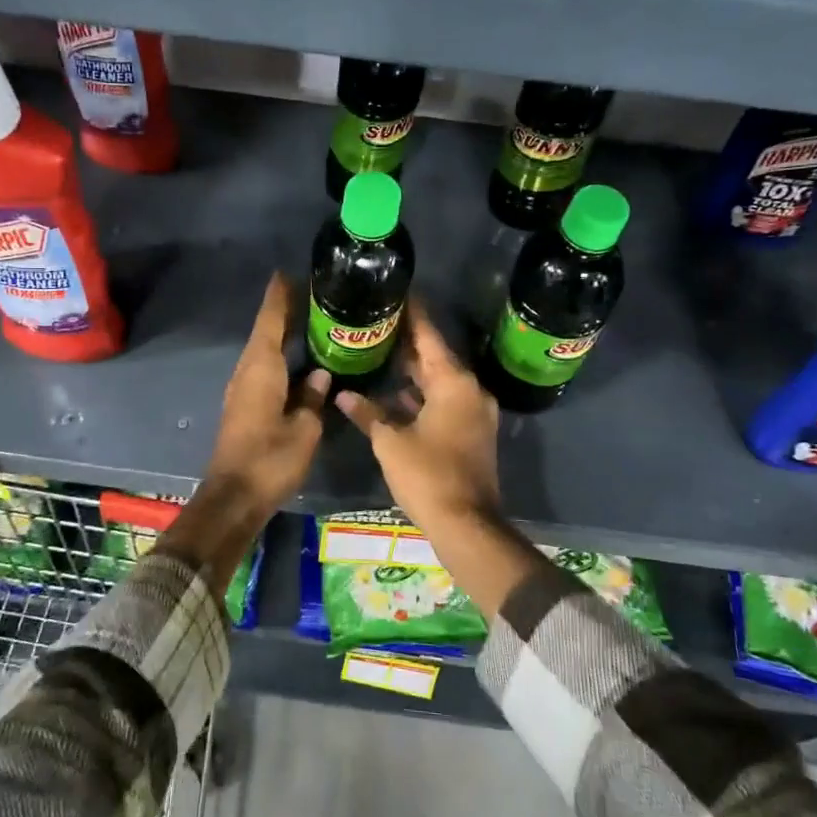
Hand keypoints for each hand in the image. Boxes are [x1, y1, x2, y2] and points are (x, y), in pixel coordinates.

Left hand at [203, 273, 329, 516]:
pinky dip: (279, 356)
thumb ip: (314, 398)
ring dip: (281, 334)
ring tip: (309, 322)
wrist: (235, 496)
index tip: (288, 274)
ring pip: (263, 351)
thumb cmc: (271, 459)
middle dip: (284, 312)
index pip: (270, 321)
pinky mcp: (244, 405)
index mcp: (261, 368)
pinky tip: (298, 360)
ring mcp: (242, 389)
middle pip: (265, 332)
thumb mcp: (304, 429)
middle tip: (312, 296)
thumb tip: (321, 375)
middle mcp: (247, 371)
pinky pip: (263, 369)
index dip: (280, 297)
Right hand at [335, 302, 500, 537]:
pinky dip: (421, 395)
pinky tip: (394, 394)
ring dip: (413, 371)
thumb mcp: (390, 442)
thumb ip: (367, 413)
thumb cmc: (428, 475)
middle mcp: (469, 390)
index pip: (429, 336)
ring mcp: (473, 412)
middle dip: (408, 342)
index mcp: (454, 383)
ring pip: (439, 381)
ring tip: (379, 351)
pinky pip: (443, 401)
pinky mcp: (470, 432)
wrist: (467, 524)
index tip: (396, 292)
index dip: (412, 314)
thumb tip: (343, 394)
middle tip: (377, 322)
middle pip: (436, 357)